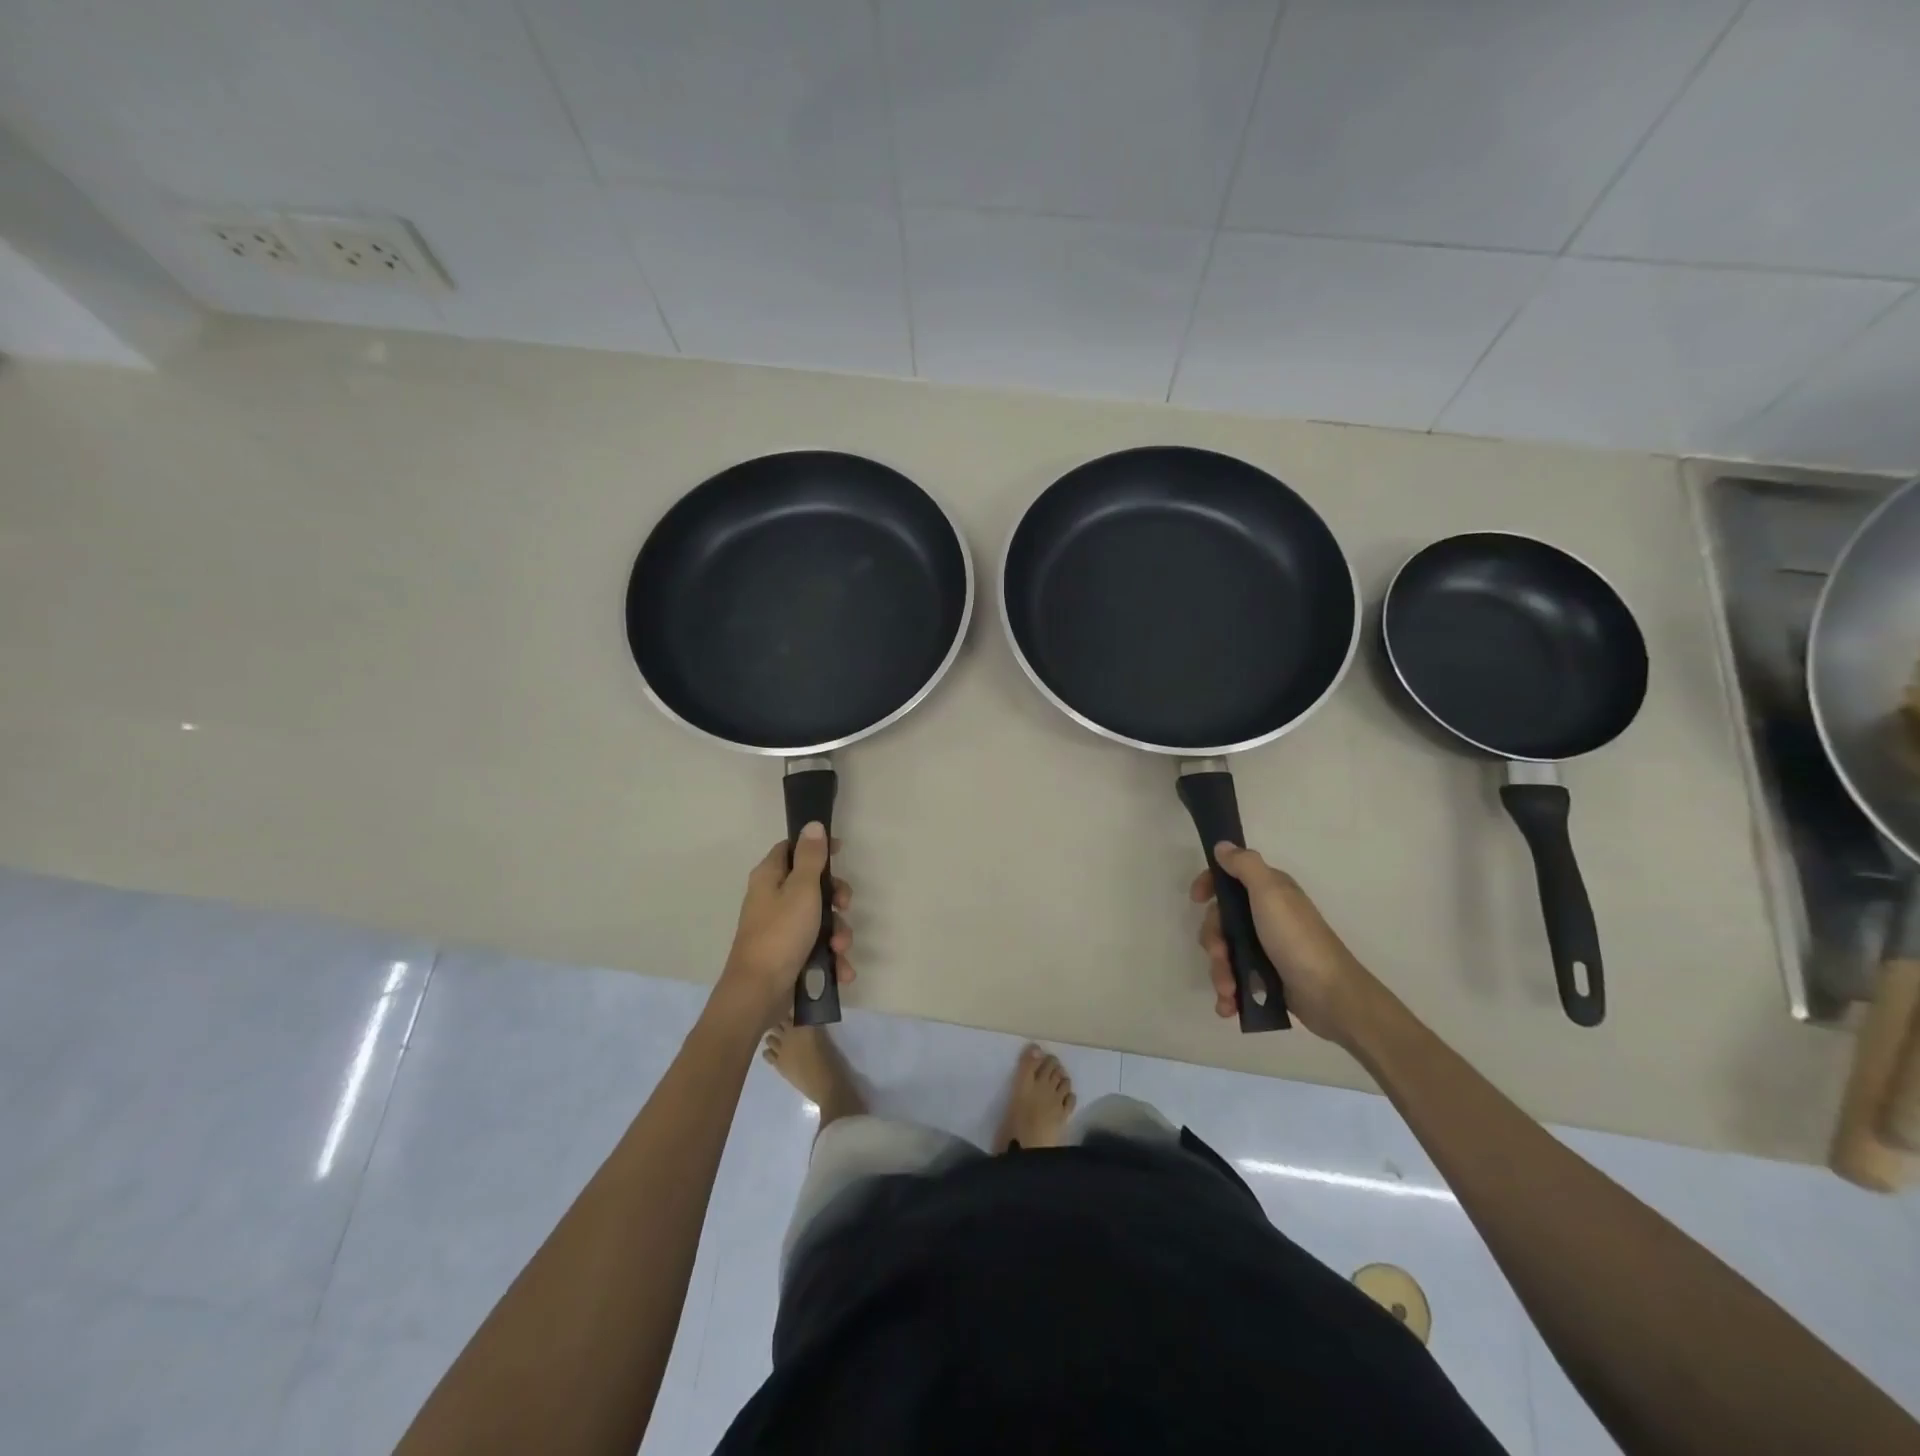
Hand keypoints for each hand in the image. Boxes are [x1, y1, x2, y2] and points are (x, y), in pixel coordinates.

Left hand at [713, 823, 853, 1024]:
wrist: (758, 993)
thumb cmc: (781, 934)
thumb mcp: (802, 890)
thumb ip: (811, 857)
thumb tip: (812, 824)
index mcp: (769, 878)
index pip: (791, 849)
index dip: (816, 848)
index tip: (840, 853)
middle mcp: (772, 899)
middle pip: (812, 885)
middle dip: (835, 899)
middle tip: (845, 906)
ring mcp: (780, 928)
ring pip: (819, 919)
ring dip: (837, 933)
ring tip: (841, 949)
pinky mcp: (788, 954)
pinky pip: (816, 947)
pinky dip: (830, 957)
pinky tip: (841, 970)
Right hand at [1191, 844, 1379, 1045]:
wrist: (1331, 995)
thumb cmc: (1297, 939)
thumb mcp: (1270, 893)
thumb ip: (1245, 866)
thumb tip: (1223, 846)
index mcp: (1268, 892)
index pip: (1229, 879)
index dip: (1210, 886)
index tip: (1196, 899)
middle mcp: (1265, 916)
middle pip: (1221, 921)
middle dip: (1213, 942)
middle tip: (1219, 956)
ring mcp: (1266, 948)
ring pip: (1225, 952)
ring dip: (1220, 972)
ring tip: (1228, 991)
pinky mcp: (1267, 977)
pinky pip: (1236, 979)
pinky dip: (1229, 993)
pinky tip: (1228, 1006)